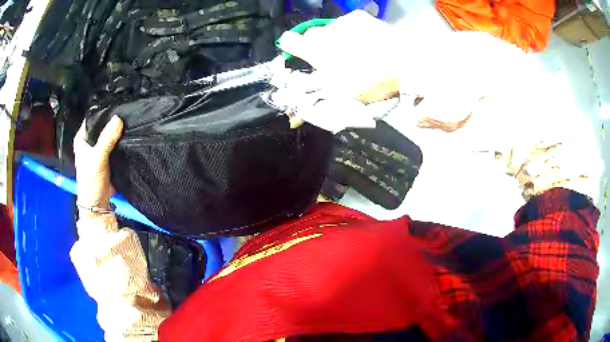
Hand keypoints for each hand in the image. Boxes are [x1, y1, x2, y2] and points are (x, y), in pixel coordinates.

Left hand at [73, 115, 123, 211]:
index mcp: (82, 138)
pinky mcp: (109, 157)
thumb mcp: (97, 159)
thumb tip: (118, 118)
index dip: (104, 112)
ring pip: (111, 135)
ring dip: (119, 132)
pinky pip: (116, 145)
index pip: (93, 118)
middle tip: (128, 113)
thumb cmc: (91, 181)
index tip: (118, 106)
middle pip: (103, 126)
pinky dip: (122, 142)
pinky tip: (130, 136)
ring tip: (131, 122)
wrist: (98, 204)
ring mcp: (100, 149)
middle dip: (114, 122)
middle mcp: (90, 141)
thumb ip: (106, 139)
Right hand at [278, 10, 401, 101]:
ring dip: (335, 39)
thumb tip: (295, 114)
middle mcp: (325, 31)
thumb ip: (315, 100)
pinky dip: (352, 31)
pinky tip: (366, 41)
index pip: (288, 41)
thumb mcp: (341, 97)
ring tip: (354, 51)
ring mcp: (343, 22)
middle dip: (317, 46)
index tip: (299, 55)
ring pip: (330, 29)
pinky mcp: (360, 17)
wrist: (405, 62)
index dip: (290, 48)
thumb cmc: (370, 81)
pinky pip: (348, 23)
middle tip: (333, 59)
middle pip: (311, 35)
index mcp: (315, 50)